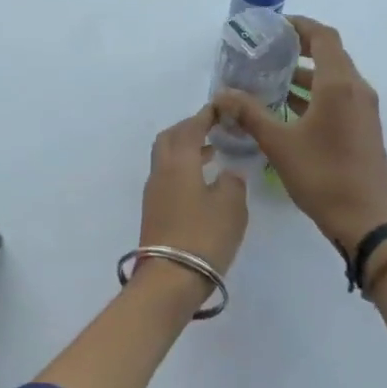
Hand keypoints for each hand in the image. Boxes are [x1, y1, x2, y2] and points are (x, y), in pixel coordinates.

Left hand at [137, 102, 248, 295]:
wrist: (170, 279)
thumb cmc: (204, 236)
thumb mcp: (231, 206)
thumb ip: (232, 183)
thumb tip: (228, 173)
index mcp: (179, 162)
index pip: (190, 128)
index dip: (205, 115)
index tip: (220, 108)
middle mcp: (161, 171)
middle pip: (170, 138)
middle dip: (189, 129)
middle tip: (212, 128)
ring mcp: (154, 193)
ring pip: (166, 158)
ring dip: (186, 150)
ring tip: (211, 153)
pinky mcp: (154, 212)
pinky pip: (167, 177)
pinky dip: (183, 169)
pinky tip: (202, 182)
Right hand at [214, 16, 386, 253]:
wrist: (366, 220)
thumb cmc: (322, 176)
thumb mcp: (279, 143)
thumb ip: (250, 114)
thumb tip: (222, 94)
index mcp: (339, 85)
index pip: (323, 37)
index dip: (300, 25)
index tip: (274, 27)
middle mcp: (357, 90)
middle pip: (330, 55)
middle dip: (299, 50)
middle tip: (266, 52)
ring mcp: (364, 111)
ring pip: (335, 79)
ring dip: (306, 76)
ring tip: (271, 81)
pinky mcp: (364, 129)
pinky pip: (340, 98)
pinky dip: (316, 95)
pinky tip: (289, 111)